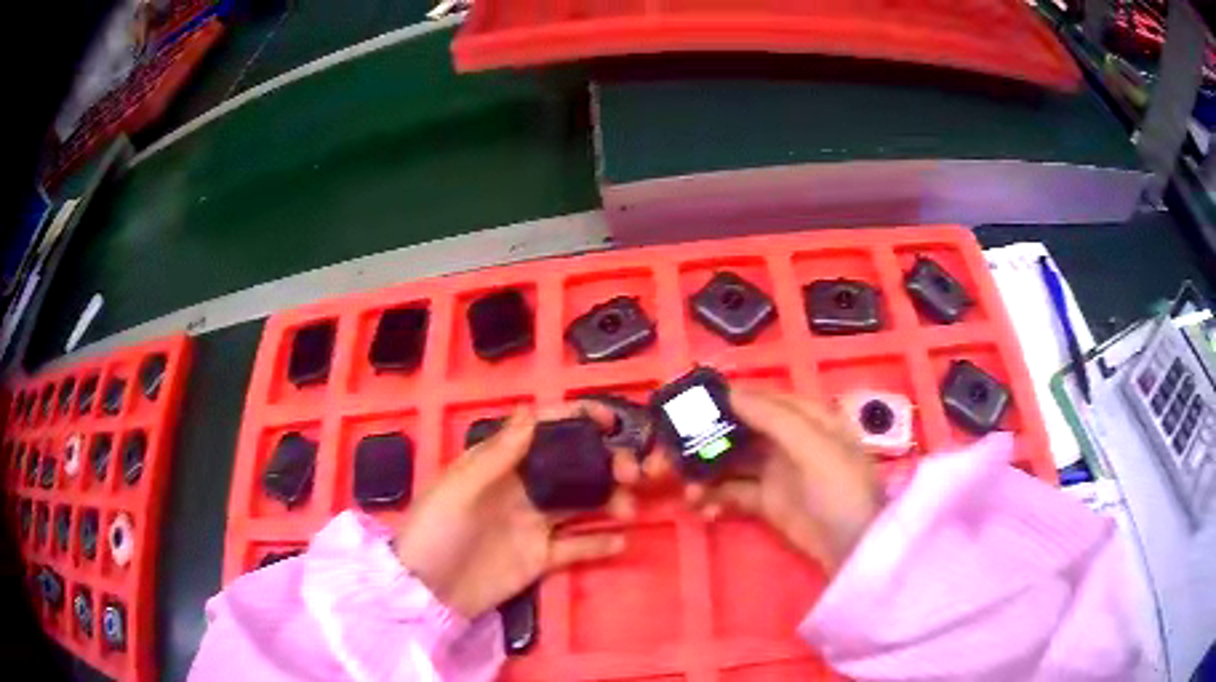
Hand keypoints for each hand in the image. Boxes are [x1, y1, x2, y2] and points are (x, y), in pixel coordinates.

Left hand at [394, 403, 640, 619]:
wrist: (429, 592)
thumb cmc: (436, 531)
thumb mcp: (459, 489)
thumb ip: (497, 455)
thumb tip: (531, 414)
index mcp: (499, 464)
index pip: (540, 431)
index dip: (574, 419)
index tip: (609, 420)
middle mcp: (522, 488)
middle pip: (571, 466)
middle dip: (604, 462)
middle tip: (630, 472)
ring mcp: (534, 523)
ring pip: (582, 504)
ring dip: (610, 500)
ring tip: (629, 508)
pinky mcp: (542, 557)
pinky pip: (577, 547)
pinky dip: (600, 544)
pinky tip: (621, 541)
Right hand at [682, 389, 883, 572]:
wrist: (852, 547)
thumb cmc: (840, 488)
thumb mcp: (814, 446)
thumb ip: (774, 418)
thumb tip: (732, 392)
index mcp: (807, 418)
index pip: (761, 399)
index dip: (728, 400)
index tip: (689, 406)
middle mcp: (789, 440)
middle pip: (741, 431)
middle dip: (708, 440)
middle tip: (671, 453)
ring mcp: (777, 472)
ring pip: (732, 463)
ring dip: (707, 473)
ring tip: (685, 490)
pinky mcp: (767, 503)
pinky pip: (734, 493)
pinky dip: (716, 498)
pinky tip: (703, 509)